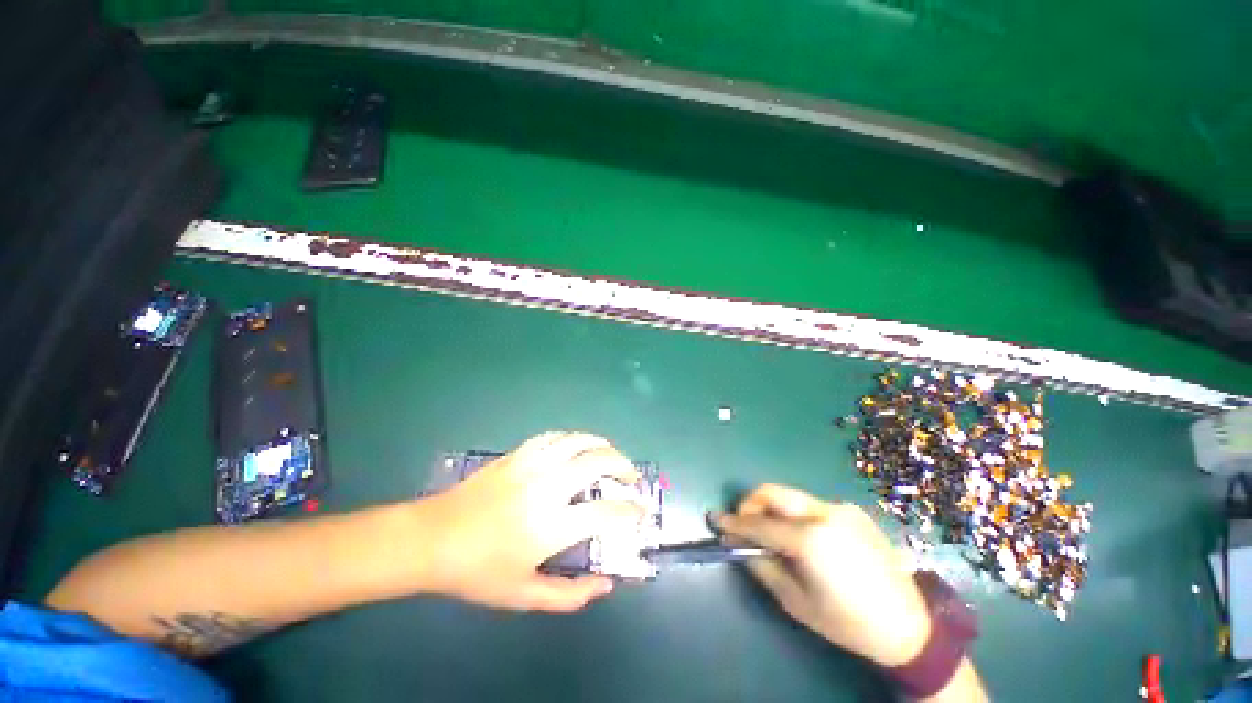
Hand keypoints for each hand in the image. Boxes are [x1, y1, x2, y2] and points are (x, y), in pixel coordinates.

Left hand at [420, 432, 644, 612]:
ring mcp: (532, 465)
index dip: (631, 511)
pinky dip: (573, 438)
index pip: (607, 513)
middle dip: (623, 467)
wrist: (433, 538)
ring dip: (602, 445)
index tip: (641, 511)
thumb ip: (569, 595)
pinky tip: (577, 446)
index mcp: (551, 526)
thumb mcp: (523, 595)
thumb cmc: (477, 572)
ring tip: (611, 455)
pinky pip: (555, 437)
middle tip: (631, 477)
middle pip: (598, 463)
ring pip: (578, 441)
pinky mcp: (518, 454)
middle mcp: (547, 487)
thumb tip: (606, 584)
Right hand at [716, 484, 931, 666]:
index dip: (733, 522)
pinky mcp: (852, 511)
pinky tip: (804, 540)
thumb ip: (763, 567)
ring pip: (792, 498)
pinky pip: (812, 506)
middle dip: (751, 503)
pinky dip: (797, 516)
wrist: (908, 625)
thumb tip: (741, 546)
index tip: (715, 519)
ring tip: (773, 535)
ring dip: (774, 510)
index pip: (759, 524)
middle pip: (773, 492)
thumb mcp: (797, 602)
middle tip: (743, 523)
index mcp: (810, 539)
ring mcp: (840, 509)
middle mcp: (824, 513)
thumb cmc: (847, 622)